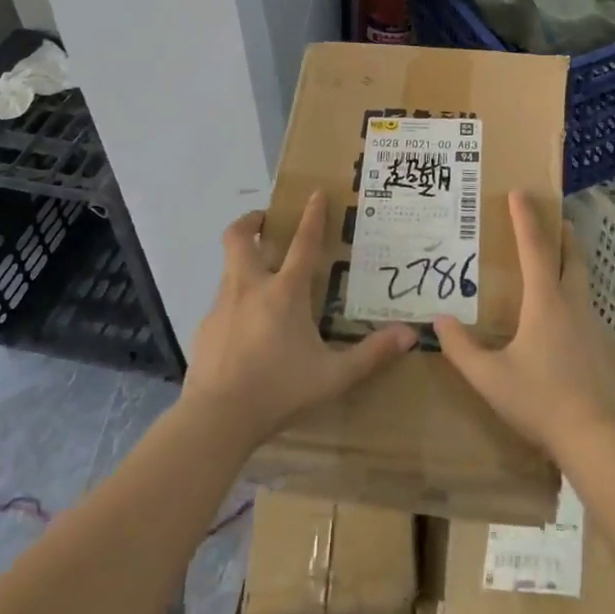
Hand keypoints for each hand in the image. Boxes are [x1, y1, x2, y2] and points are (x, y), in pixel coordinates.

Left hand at [182, 192, 416, 452]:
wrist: (216, 419)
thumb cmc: (279, 390)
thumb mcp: (333, 376)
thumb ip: (371, 354)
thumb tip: (410, 335)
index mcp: (285, 292)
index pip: (303, 242)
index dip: (311, 215)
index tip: (314, 193)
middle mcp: (250, 287)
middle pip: (239, 238)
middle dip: (251, 221)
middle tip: (266, 222)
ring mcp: (222, 306)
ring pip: (228, 267)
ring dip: (243, 261)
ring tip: (262, 279)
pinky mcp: (204, 328)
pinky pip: (221, 302)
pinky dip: (235, 302)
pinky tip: (245, 328)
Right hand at [434, 192, 614, 458]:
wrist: (598, 436)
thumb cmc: (541, 400)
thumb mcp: (490, 378)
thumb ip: (461, 349)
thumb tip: (439, 320)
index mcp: (545, 302)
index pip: (534, 248)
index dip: (526, 218)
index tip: (521, 192)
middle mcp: (572, 304)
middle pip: (570, 256)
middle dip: (561, 233)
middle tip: (556, 217)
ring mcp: (592, 325)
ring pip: (582, 280)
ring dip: (571, 261)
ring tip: (558, 259)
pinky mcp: (602, 347)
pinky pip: (586, 306)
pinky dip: (575, 293)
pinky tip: (566, 314)